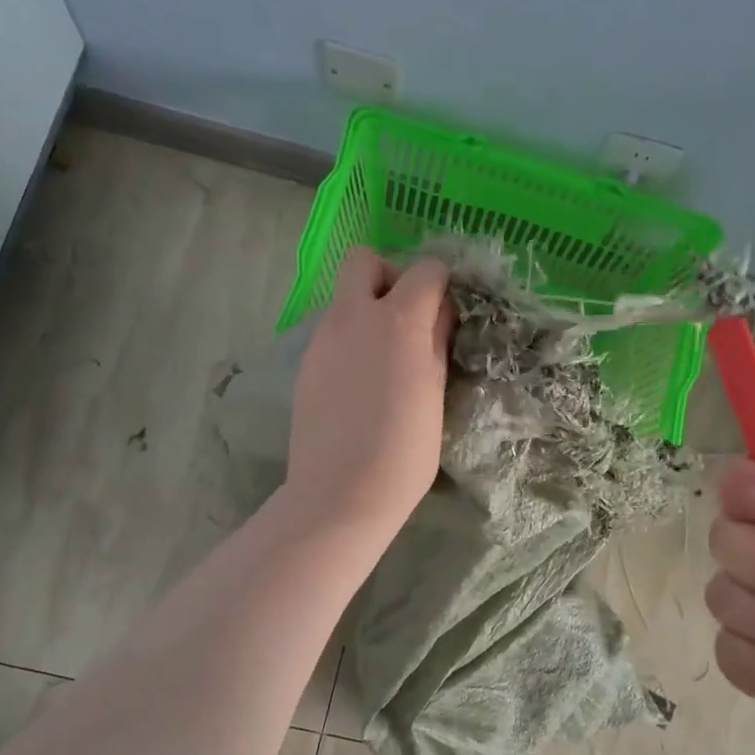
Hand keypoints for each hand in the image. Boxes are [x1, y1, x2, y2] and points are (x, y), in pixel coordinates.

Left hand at [284, 248, 453, 545]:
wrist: (340, 494)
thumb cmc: (404, 453)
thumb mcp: (436, 394)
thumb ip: (438, 343)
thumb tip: (441, 313)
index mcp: (398, 322)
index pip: (425, 270)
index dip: (441, 284)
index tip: (447, 314)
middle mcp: (354, 317)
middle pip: (364, 260)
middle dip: (389, 276)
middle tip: (406, 319)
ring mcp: (323, 338)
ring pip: (345, 297)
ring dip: (368, 310)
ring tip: (384, 361)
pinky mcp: (306, 362)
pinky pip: (331, 330)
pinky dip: (350, 339)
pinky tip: (360, 383)